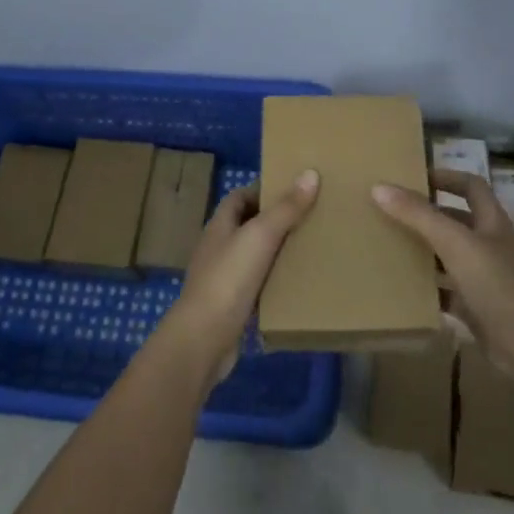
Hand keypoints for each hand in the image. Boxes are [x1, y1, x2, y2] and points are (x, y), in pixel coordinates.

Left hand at [159, 171, 320, 381]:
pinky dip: (273, 283)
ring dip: (276, 253)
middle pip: (247, 225)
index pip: (240, 197)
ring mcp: (222, 278)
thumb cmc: (229, 278)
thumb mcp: (260, 236)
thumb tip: (310, 173)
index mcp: (220, 225)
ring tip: (309, 249)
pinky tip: (295, 286)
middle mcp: (218, 248)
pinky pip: (256, 287)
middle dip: (275, 221)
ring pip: (253, 257)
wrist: (203, 339)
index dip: (263, 190)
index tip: (294, 190)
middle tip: (309, 218)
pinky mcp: (230, 306)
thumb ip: (285, 208)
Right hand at [373, 170, 513, 379]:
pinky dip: (430, 289)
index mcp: (491, 221)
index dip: (446, 177)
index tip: (414, 178)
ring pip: (451, 256)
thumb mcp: (453, 242)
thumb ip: (417, 215)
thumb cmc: (495, 282)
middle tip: (394, 212)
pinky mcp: (478, 308)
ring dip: (427, 252)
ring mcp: (486, 278)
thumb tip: (379, 187)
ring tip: (392, 246)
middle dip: (428, 215)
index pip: (471, 186)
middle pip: (457, 221)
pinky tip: (405, 289)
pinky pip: (448, 292)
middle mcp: (490, 245)